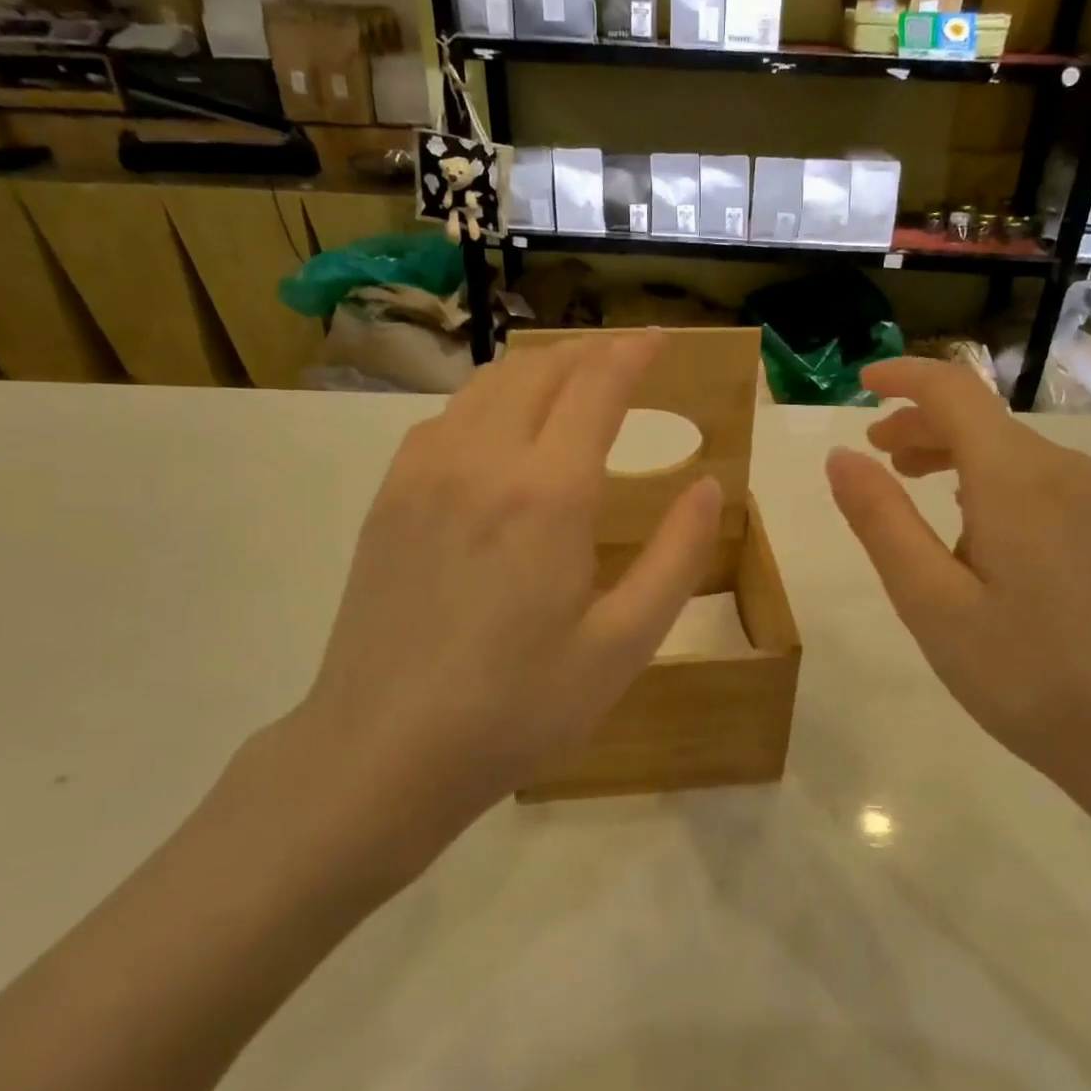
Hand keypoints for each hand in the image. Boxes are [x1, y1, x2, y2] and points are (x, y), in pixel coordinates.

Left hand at [240, 331, 721, 888]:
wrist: (382, 751)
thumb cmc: (517, 706)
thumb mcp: (623, 645)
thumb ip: (676, 557)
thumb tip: (708, 486)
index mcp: (548, 493)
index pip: (597, 386)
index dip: (633, 353)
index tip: (659, 339)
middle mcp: (482, 460)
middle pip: (540, 369)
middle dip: (589, 352)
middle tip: (625, 359)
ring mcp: (424, 474)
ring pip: (488, 385)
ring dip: (539, 369)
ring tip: (571, 383)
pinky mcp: (389, 498)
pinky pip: (446, 419)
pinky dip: (488, 401)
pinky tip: (501, 432)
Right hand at [825, 357, 1090, 826]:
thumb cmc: (1025, 674)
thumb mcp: (930, 601)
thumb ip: (881, 521)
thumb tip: (840, 457)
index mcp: (1016, 477)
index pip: (953, 390)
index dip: (901, 377)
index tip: (859, 383)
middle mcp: (1065, 469)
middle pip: (982, 419)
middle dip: (919, 424)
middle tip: (874, 458)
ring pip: (1011, 451)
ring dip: (953, 455)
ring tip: (914, 487)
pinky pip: (1040, 481)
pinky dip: (991, 482)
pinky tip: (975, 529)